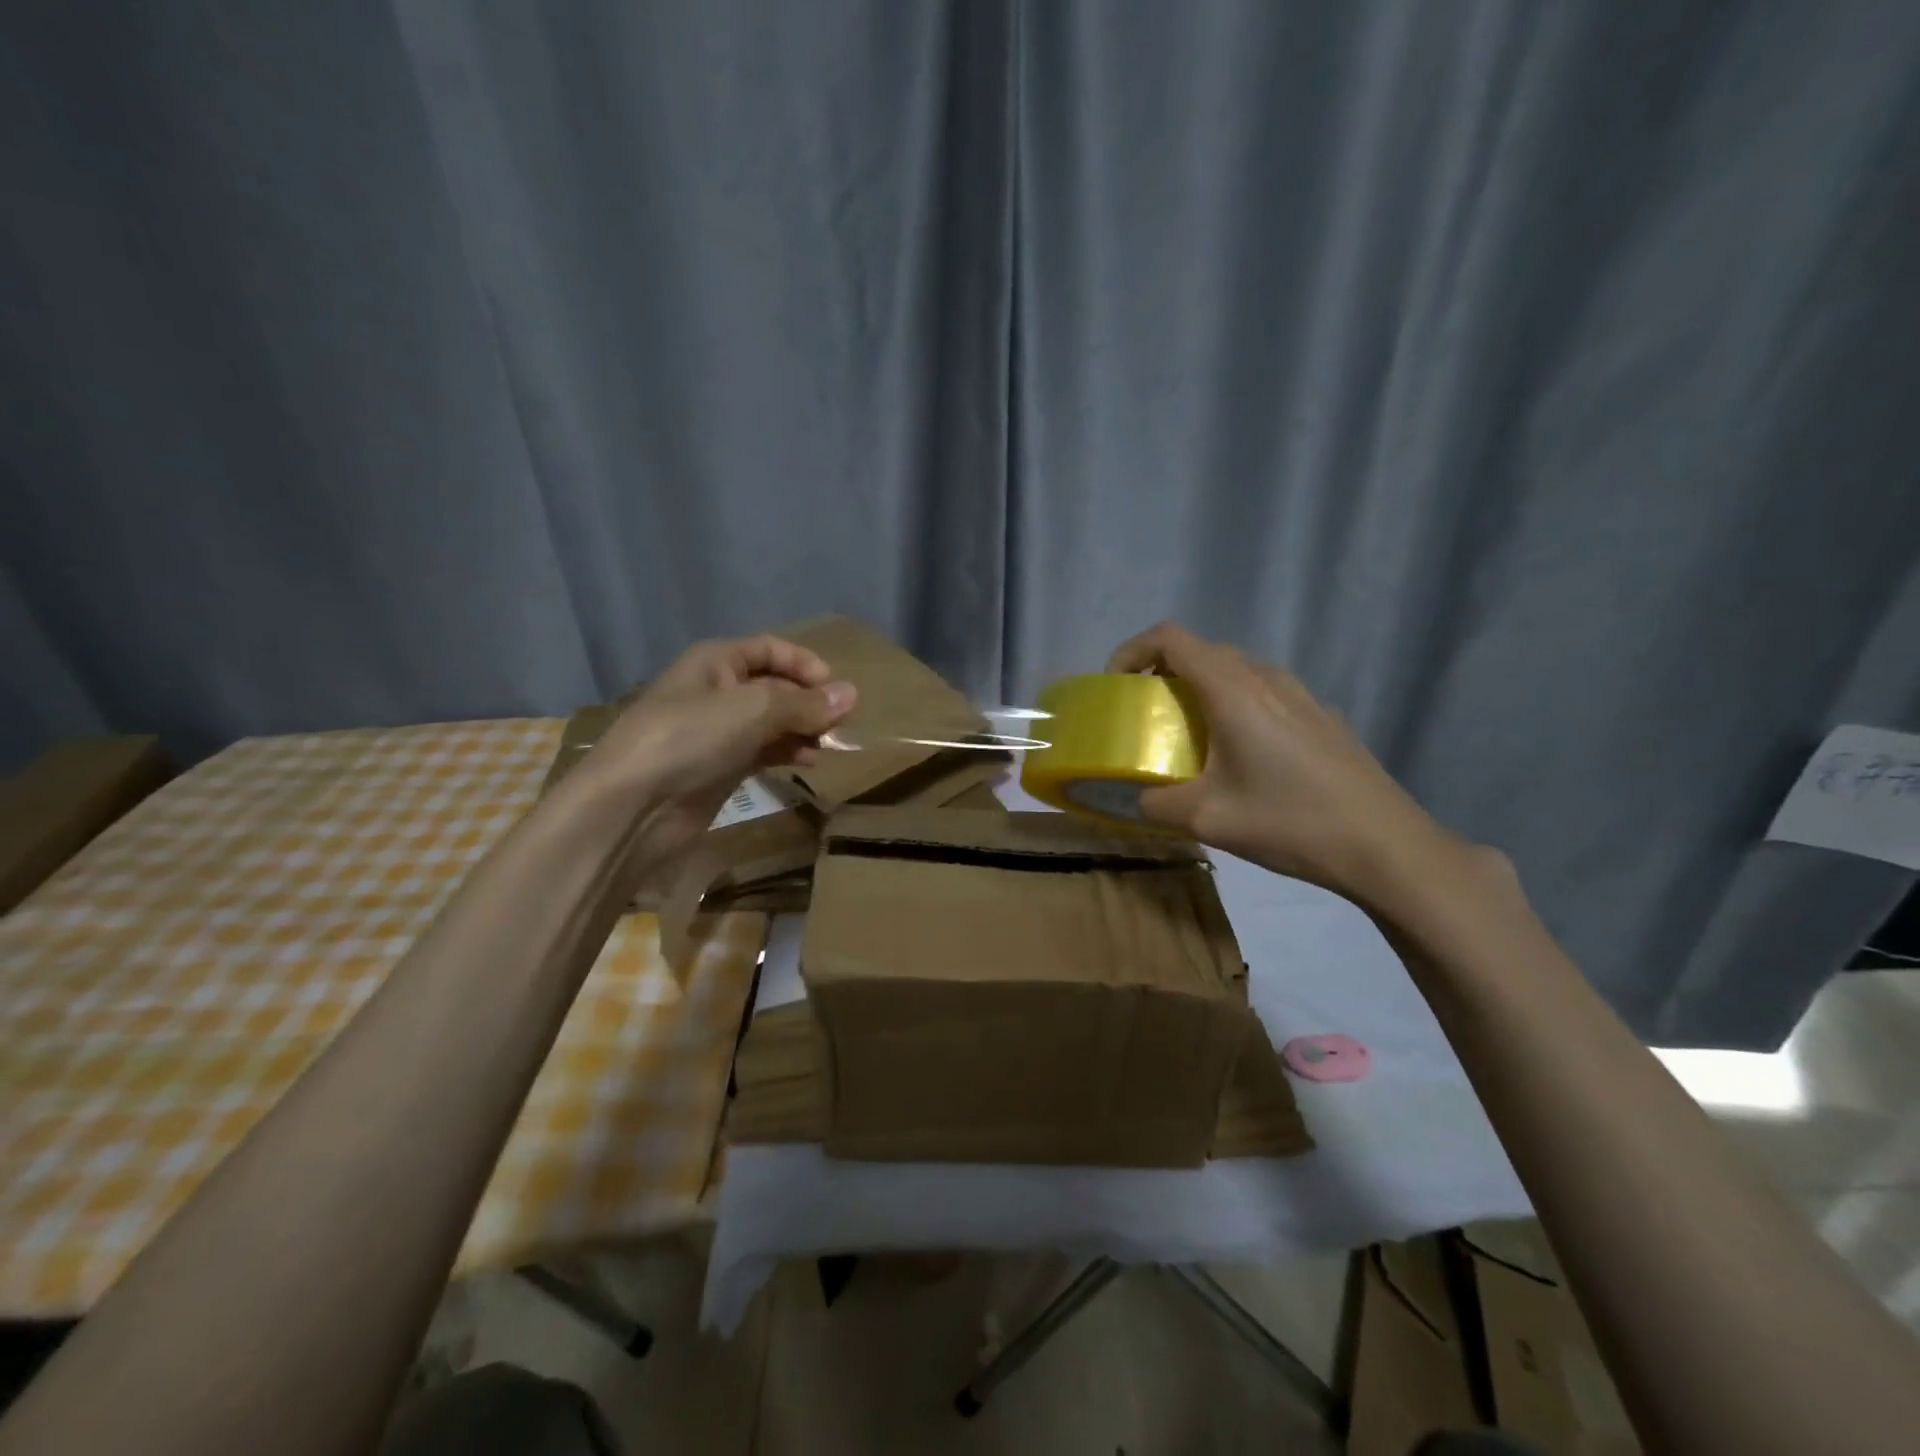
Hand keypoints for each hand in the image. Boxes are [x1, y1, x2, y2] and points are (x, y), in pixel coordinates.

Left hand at [579, 634, 856, 868]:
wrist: (633, 807)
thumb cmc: (690, 739)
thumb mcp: (754, 709)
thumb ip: (805, 703)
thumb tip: (853, 695)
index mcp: (715, 662)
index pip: (770, 649)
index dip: (805, 663)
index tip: (837, 689)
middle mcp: (716, 691)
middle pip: (774, 686)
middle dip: (809, 701)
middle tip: (842, 722)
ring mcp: (716, 732)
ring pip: (771, 721)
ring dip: (803, 729)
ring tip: (831, 745)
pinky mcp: (719, 767)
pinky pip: (763, 751)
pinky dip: (788, 753)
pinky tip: (810, 763)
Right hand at [1106, 622, 1458, 902]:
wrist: (1385, 845)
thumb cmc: (1290, 822)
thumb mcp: (1207, 820)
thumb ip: (1156, 803)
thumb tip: (1138, 797)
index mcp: (1234, 691)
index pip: (1170, 638)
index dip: (1132, 652)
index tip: (1116, 688)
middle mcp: (1266, 678)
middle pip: (1201, 651)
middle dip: (1162, 673)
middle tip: (1146, 716)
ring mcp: (1300, 694)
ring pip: (1235, 670)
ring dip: (1200, 689)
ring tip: (1189, 737)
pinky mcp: (1320, 715)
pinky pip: (1263, 691)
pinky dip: (1233, 704)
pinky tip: (1240, 756)